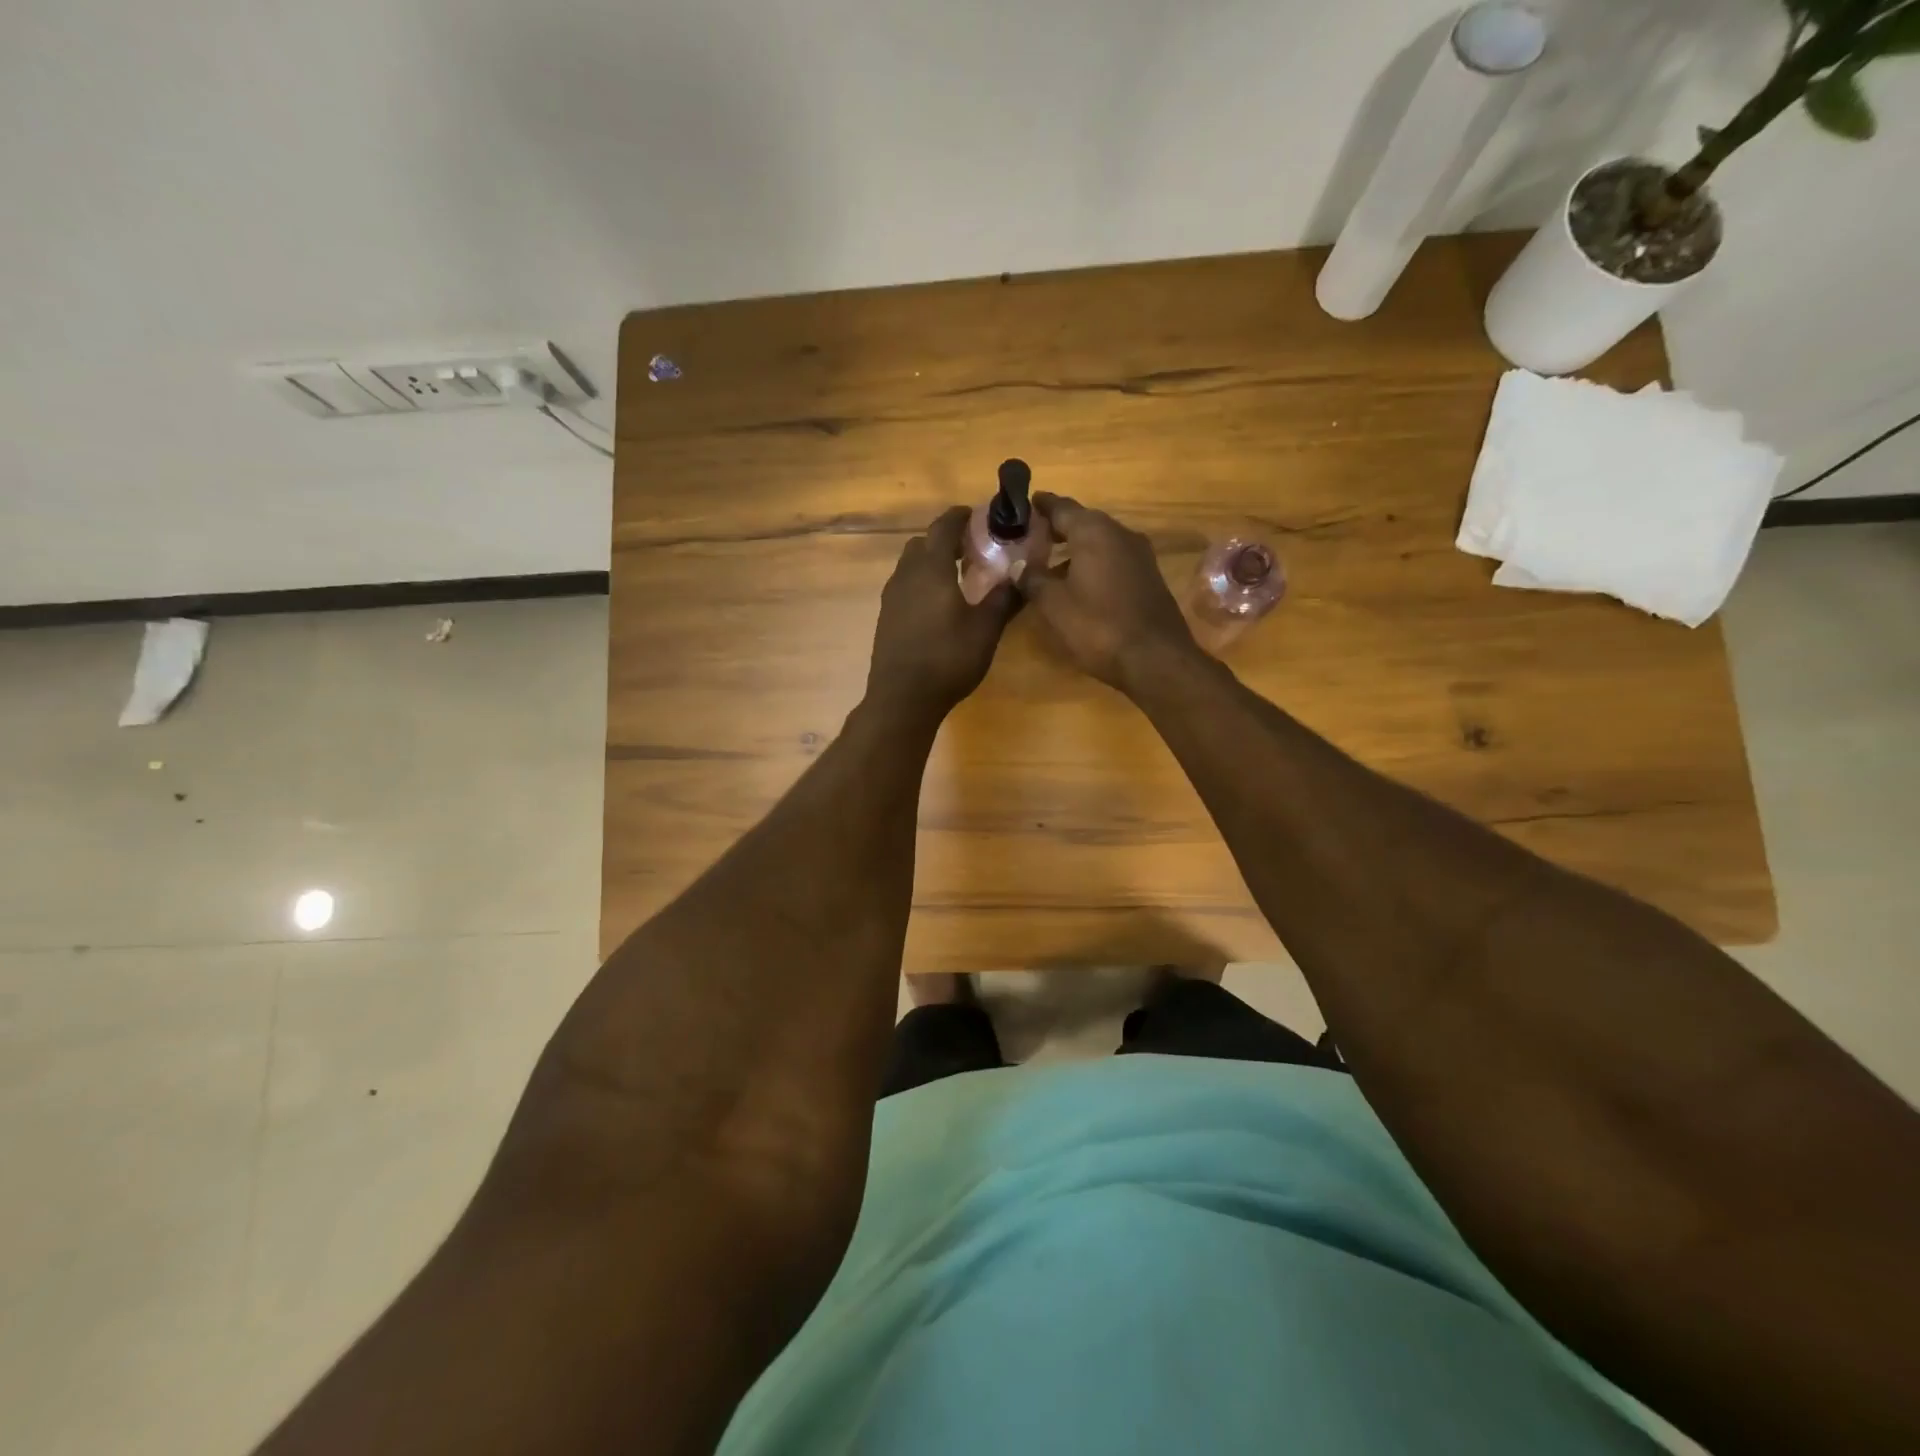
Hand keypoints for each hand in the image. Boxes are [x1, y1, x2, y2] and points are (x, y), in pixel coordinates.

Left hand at [866, 506, 1019, 720]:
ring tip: (957, 576)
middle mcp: (906, 575)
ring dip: (931, 561)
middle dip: (945, 539)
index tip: (977, 515)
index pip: (943, 527)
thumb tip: (1021, 574)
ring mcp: (891, 596)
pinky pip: (904, 585)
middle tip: (971, 549)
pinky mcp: (885, 616)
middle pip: (922, 543)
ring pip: (910, 564)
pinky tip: (937, 605)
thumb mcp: (986, 629)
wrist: (902, 698)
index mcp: (932, 569)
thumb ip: (1004, 598)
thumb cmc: (948, 659)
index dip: (960, 517)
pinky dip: (921, 582)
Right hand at [1017, 493, 1194, 689]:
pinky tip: (1079, 584)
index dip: (1039, 506)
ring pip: (1100, 542)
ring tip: (1050, 563)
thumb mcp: (1053, 604)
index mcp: (1094, 531)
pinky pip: (1113, 560)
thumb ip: (1032, 579)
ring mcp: (1140, 555)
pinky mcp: (1149, 577)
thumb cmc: (1098, 626)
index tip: (1021, 506)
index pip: (1061, 507)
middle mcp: (1120, 533)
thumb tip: (1020, 566)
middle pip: (1083, 522)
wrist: (1155, 659)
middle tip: (1031, 537)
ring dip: (1075, 549)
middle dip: (1057, 528)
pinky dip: (1093, 564)